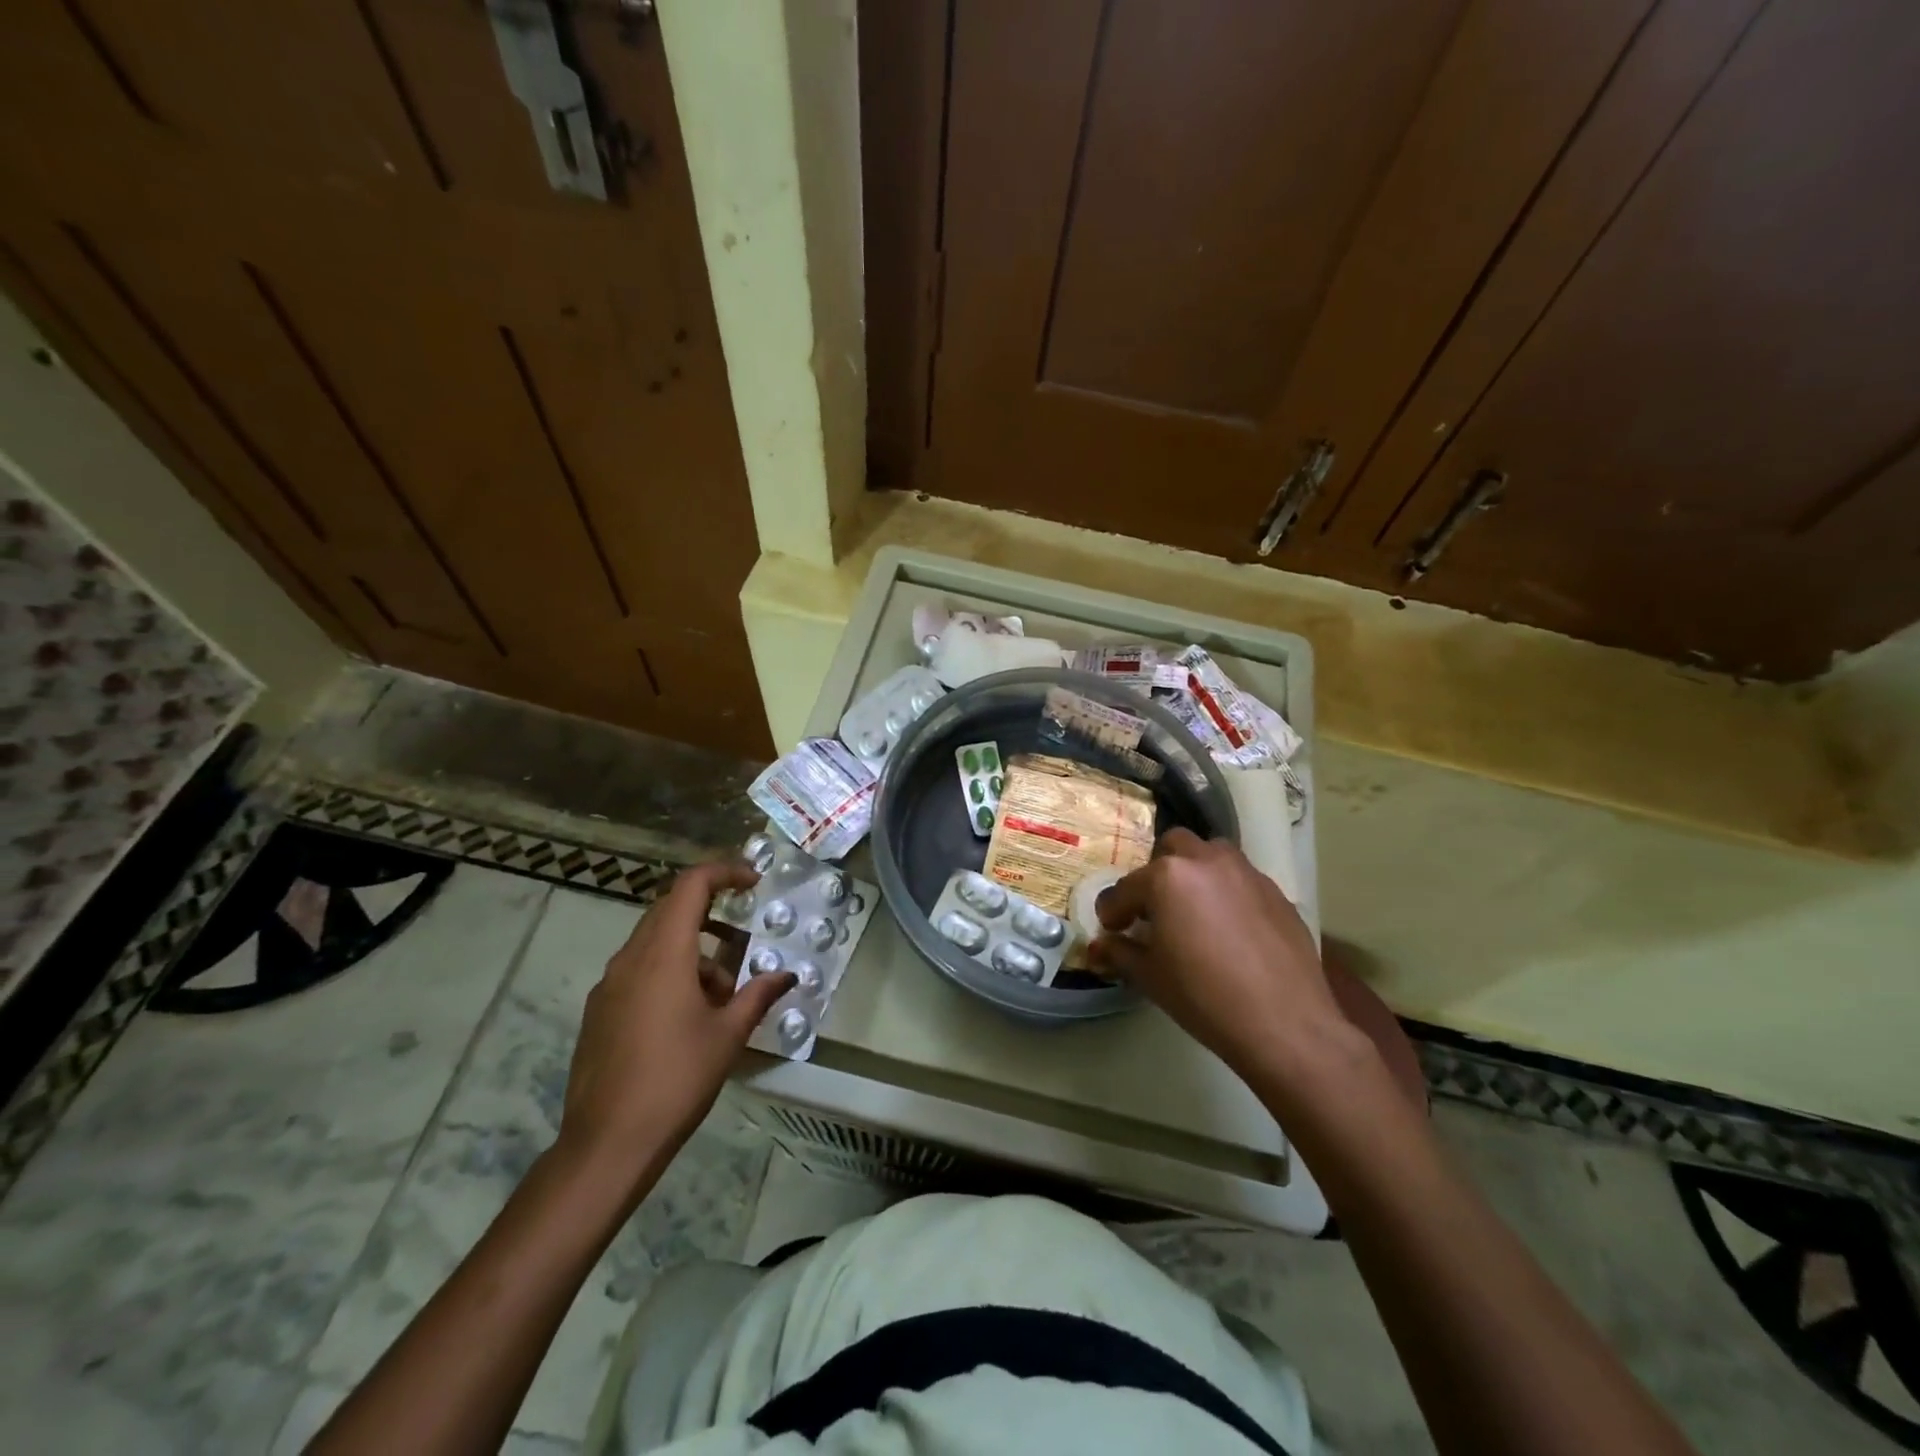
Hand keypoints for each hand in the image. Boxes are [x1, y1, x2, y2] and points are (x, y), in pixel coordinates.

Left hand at [557, 861, 794, 1194]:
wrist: (607, 1143)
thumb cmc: (676, 1080)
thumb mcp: (728, 1036)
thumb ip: (758, 996)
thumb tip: (787, 975)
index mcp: (664, 954)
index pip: (691, 886)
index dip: (724, 873)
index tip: (753, 882)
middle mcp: (631, 958)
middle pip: (670, 908)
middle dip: (710, 911)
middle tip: (743, 935)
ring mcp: (609, 984)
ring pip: (654, 941)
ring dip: (692, 949)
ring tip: (722, 992)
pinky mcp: (599, 1010)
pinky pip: (638, 969)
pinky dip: (668, 971)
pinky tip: (688, 1014)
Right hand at [1091, 828, 1352, 1084]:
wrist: (1284, 1023)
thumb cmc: (1203, 996)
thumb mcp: (1150, 976)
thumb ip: (1119, 952)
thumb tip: (1099, 946)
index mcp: (1167, 876)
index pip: (1125, 889)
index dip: (1113, 911)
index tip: (1112, 930)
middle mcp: (1206, 861)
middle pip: (1171, 848)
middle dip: (1156, 873)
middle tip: (1155, 909)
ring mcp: (1245, 872)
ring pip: (1211, 854)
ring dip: (1195, 871)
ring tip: (1194, 910)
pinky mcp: (1276, 892)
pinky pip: (1241, 879)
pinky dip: (1226, 892)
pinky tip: (1229, 929)